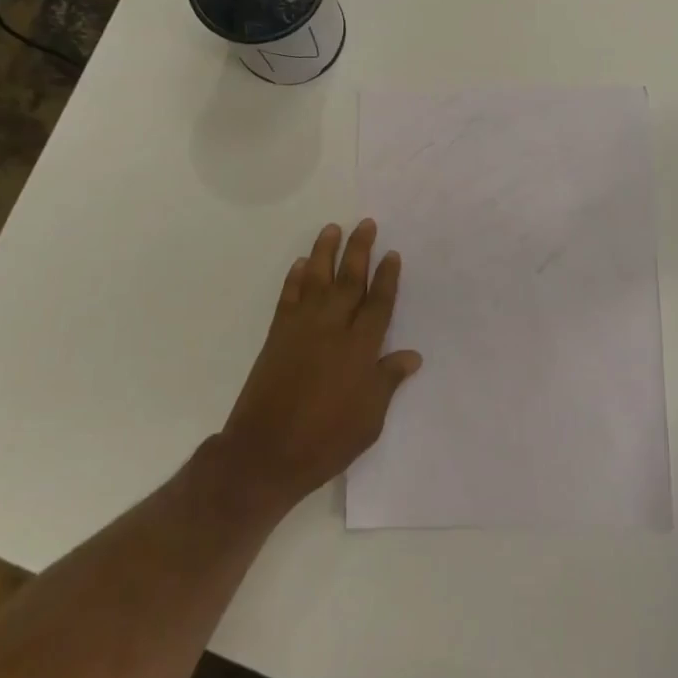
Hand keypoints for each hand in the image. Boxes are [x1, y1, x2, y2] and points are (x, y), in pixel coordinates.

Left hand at [218, 220, 422, 511]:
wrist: (265, 454)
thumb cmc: (326, 441)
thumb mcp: (369, 419)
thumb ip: (387, 382)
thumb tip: (412, 356)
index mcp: (360, 349)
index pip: (379, 304)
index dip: (387, 277)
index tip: (392, 253)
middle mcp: (332, 329)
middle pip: (349, 281)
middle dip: (359, 250)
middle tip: (365, 223)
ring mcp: (301, 330)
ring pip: (317, 280)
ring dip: (325, 252)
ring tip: (332, 228)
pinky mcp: (277, 336)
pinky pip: (288, 297)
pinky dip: (295, 278)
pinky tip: (302, 263)